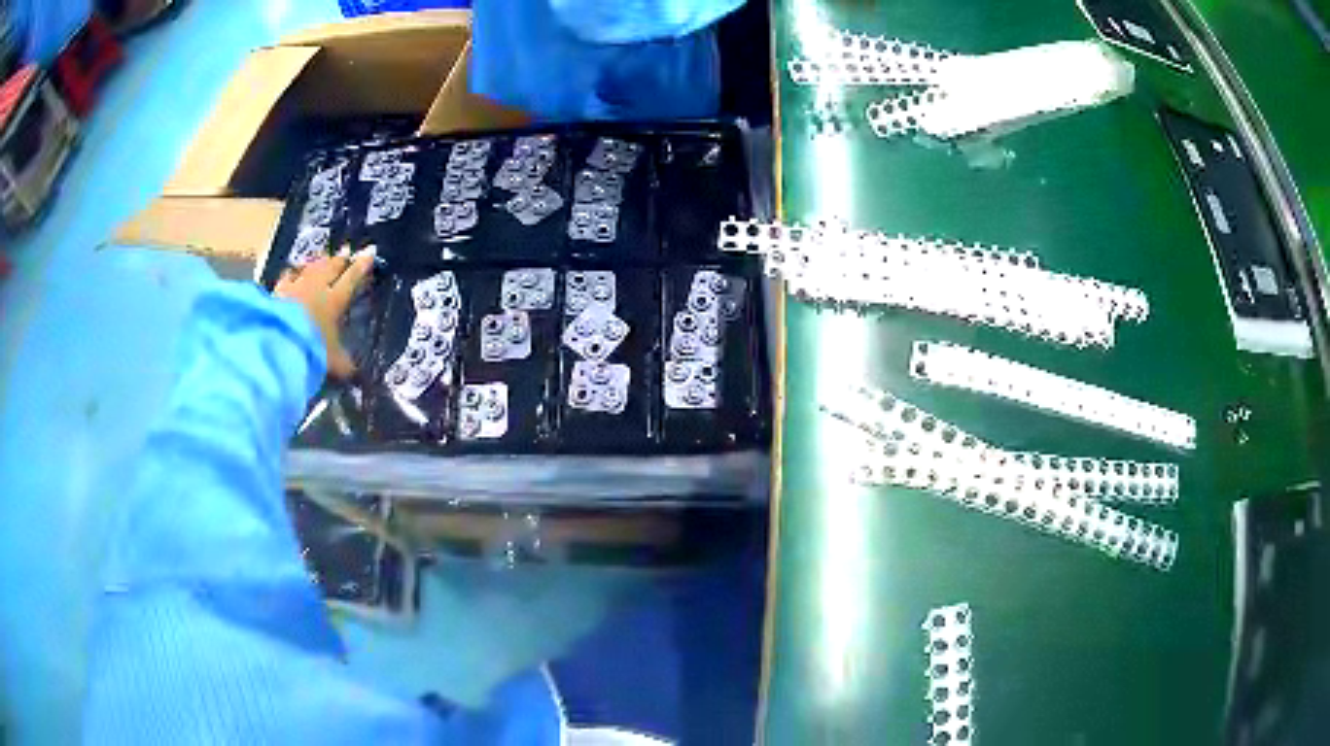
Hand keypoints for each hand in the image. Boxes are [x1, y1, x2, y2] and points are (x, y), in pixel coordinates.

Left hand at [275, 247, 375, 378]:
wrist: (277, 341)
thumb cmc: (311, 348)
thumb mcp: (332, 362)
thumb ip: (344, 365)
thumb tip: (356, 373)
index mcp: (334, 301)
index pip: (352, 279)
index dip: (362, 266)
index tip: (369, 252)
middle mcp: (317, 288)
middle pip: (331, 268)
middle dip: (340, 259)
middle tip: (346, 250)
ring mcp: (296, 286)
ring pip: (310, 268)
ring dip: (318, 262)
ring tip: (323, 256)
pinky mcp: (277, 291)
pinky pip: (288, 277)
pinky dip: (292, 273)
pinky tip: (292, 272)